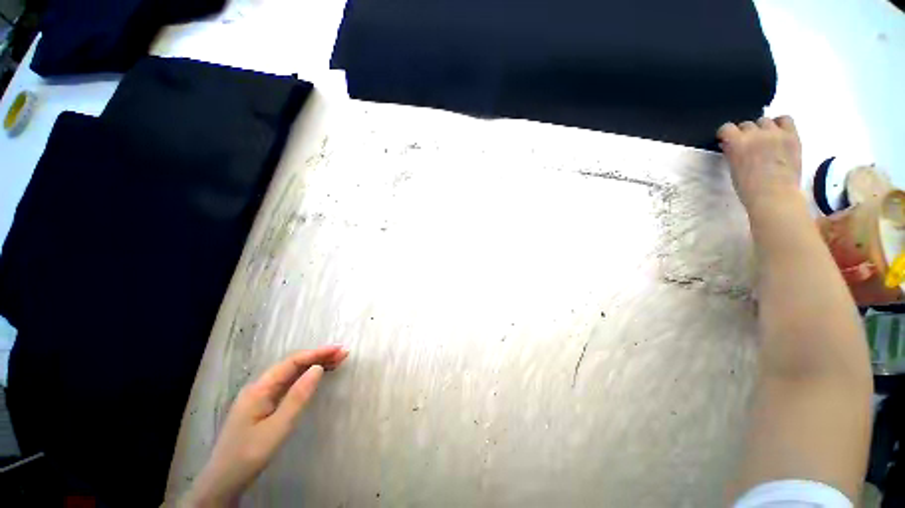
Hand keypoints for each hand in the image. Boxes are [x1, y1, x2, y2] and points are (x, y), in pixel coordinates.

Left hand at [183, 346, 349, 506]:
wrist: (223, 481)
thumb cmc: (249, 455)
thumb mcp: (277, 427)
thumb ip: (297, 396)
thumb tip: (318, 368)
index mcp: (260, 388)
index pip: (292, 362)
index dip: (317, 353)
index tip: (338, 350)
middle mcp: (260, 386)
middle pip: (292, 365)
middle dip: (318, 357)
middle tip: (342, 354)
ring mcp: (261, 395)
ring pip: (291, 373)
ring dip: (313, 365)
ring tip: (336, 361)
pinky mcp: (264, 405)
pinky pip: (288, 384)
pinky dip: (305, 377)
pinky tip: (316, 376)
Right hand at [717, 116, 802, 212]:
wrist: (775, 196)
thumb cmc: (749, 188)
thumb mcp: (733, 168)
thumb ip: (731, 152)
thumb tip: (729, 144)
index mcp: (737, 143)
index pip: (727, 128)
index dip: (725, 134)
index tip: (725, 141)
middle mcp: (756, 133)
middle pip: (747, 124)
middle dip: (744, 133)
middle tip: (746, 144)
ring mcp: (776, 134)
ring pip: (765, 121)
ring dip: (761, 129)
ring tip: (763, 140)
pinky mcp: (792, 136)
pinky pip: (785, 119)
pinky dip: (779, 123)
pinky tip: (777, 133)